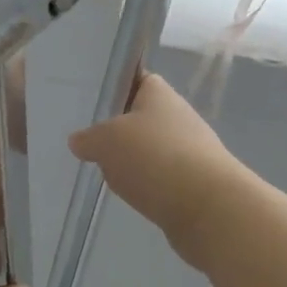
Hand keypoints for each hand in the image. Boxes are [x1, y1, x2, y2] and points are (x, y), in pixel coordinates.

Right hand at [69, 73, 249, 266]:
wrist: (206, 207)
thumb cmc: (153, 158)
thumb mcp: (106, 141)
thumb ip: (88, 138)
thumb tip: (79, 140)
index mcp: (160, 94)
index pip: (138, 79)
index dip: (117, 87)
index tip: (95, 103)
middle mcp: (178, 117)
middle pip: (142, 117)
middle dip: (119, 131)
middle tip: (91, 142)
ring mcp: (189, 150)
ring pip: (151, 149)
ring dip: (132, 161)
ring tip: (107, 172)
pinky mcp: (193, 182)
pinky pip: (160, 177)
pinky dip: (146, 185)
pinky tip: (132, 195)